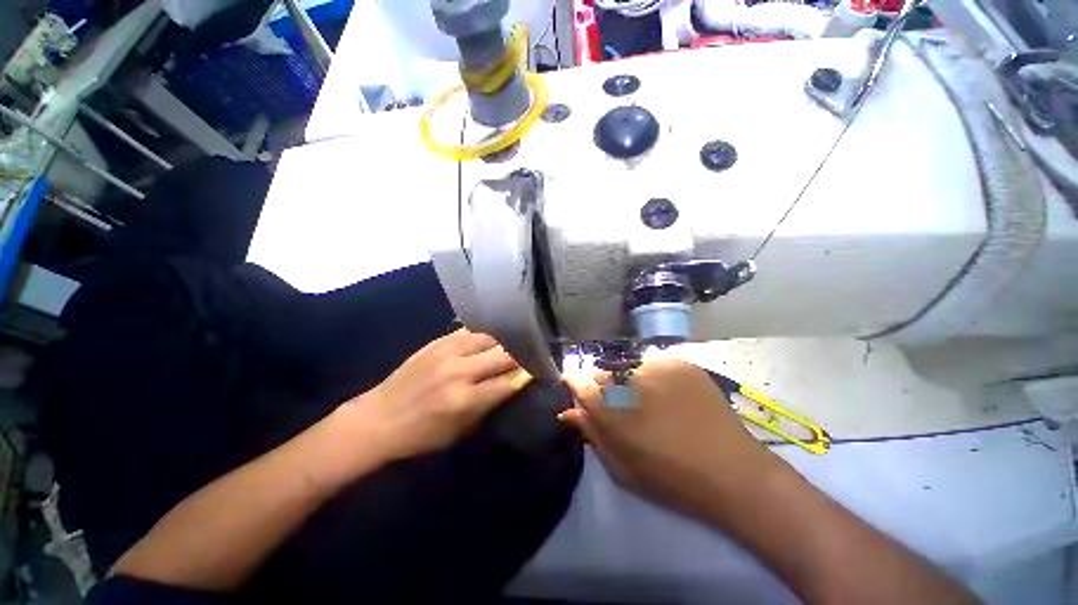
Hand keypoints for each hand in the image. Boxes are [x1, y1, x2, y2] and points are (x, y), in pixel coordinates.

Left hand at [344, 329, 531, 460]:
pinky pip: (469, 331)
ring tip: (514, 342)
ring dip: (504, 341)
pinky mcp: (437, 342)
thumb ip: (489, 406)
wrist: (378, 419)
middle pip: (503, 354)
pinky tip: (491, 335)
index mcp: (465, 399)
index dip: (528, 375)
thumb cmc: (421, 435)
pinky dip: (484, 334)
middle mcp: (460, 371)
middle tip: (531, 354)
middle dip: (522, 355)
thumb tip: (512, 385)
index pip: (509, 381)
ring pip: (489, 337)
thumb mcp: (459, 432)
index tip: (540, 370)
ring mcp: (447, 352)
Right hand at [562, 359, 779, 518]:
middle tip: (622, 407)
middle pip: (602, 372)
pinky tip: (670, 397)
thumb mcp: (622, 467)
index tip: (578, 391)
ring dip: (630, 382)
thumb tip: (568, 411)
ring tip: (650, 403)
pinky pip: (654, 365)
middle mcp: (629, 379)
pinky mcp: (680, 363)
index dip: (575, 385)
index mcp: (611, 408)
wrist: (734, 473)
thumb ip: (592, 434)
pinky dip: (655, 378)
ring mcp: (657, 366)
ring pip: (628, 367)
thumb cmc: (671, 478)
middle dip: (605, 387)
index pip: (579, 382)